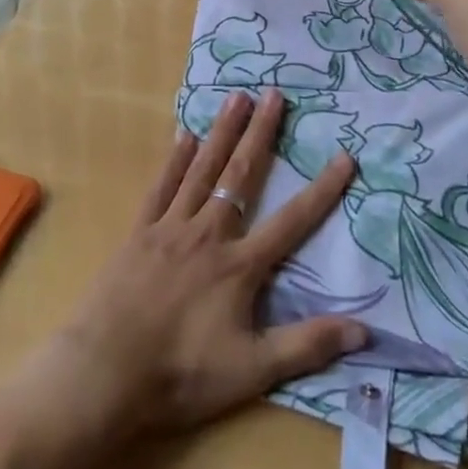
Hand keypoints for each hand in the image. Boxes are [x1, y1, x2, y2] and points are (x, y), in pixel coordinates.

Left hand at [42, 88, 364, 435]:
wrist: (104, 372)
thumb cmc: (180, 374)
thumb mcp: (252, 371)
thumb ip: (306, 346)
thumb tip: (364, 331)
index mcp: (239, 265)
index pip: (292, 221)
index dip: (322, 189)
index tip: (344, 156)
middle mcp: (208, 233)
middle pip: (241, 175)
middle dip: (261, 133)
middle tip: (275, 94)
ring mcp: (170, 228)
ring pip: (202, 170)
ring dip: (222, 132)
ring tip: (237, 97)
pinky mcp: (138, 232)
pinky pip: (161, 187)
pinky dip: (174, 160)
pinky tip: (183, 135)